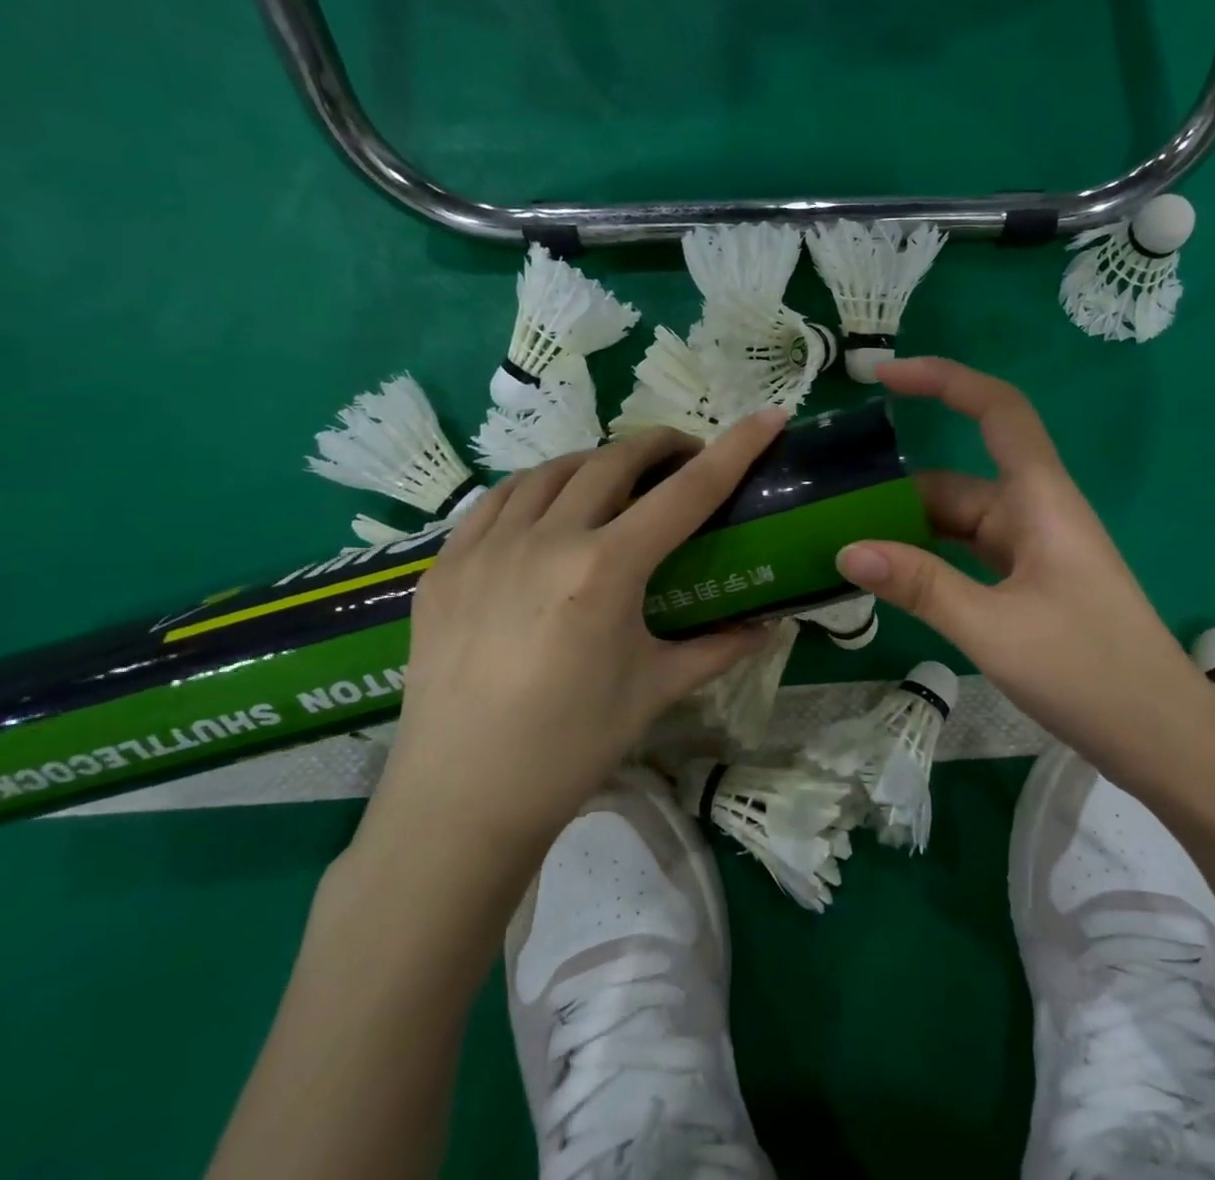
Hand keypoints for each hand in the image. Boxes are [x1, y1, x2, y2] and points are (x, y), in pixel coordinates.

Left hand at [359, 411, 785, 869]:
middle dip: (661, 447)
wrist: (461, 799)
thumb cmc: (571, 747)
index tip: (769, 416)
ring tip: (619, 482)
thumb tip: (767, 625)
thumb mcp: (655, 691)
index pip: (688, 492)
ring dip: (598, 463)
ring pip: (553, 470)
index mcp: (606, 569)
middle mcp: (546, 539)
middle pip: (616, 460)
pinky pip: (498, 500)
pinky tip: (548, 509)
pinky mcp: (445, 564)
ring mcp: (487, 546)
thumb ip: (717, 648)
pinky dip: (537, 488)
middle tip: (685, 461)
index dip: (736, 448)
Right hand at [835, 358, 1214, 784]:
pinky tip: (892, 581)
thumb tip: (847, 551)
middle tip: (828, 508)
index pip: (996, 410)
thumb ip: (919, 585)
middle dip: (896, 490)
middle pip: (957, 480)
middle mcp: (1036, 512)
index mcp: (1041, 499)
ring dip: (909, 531)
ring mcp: (1034, 551)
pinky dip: (930, 562)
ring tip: (844, 546)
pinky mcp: (1031, 585)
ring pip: (959, 523)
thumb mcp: (994, 628)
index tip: (884, 375)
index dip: (943, 379)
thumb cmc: (1090, 672)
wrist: (1166, 741)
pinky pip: (969, 556)